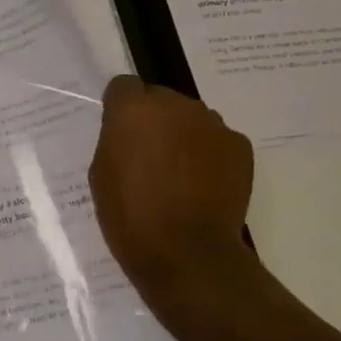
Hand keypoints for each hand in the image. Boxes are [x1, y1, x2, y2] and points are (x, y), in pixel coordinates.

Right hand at [89, 75, 253, 290]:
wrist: (186, 254)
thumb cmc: (130, 216)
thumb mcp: (101, 174)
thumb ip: (115, 140)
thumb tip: (130, 133)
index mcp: (134, 109)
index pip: (124, 86)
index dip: (120, 108)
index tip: (120, 132)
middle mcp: (175, 104)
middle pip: (161, 100)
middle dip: (154, 121)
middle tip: (150, 158)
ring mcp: (212, 123)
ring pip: (191, 119)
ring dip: (183, 136)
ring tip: (180, 176)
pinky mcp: (239, 145)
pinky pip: (217, 140)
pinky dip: (210, 155)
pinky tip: (204, 186)